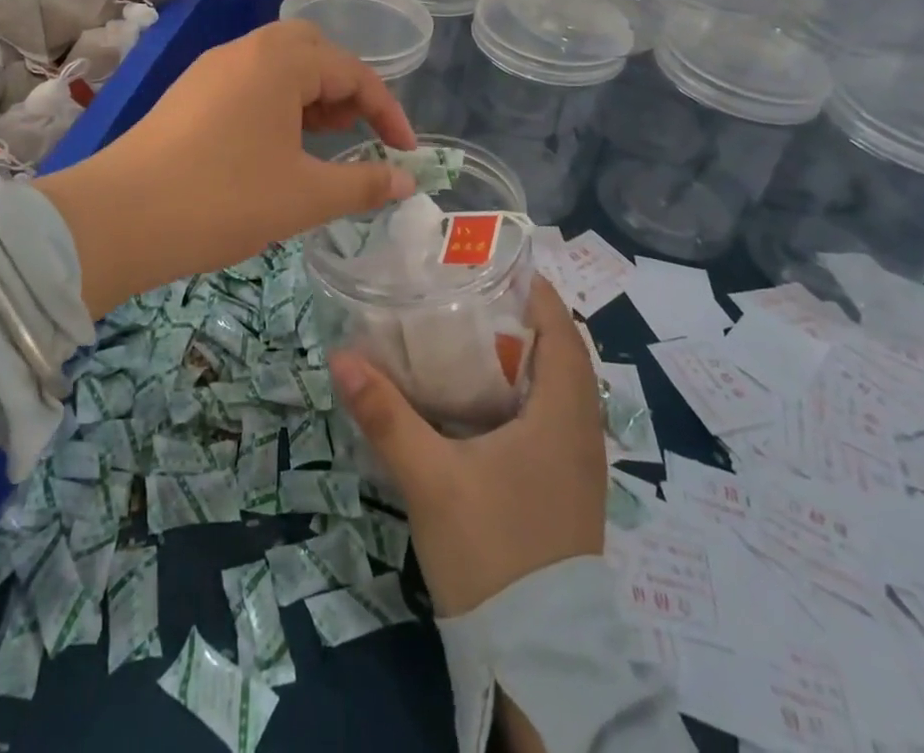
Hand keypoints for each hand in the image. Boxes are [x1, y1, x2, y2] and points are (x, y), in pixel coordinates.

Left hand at [37, 19, 417, 316]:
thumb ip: (362, 184)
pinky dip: (274, 103)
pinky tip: (273, 148)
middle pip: (311, 51)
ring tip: (318, 141)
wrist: (118, 218)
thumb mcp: (304, 196)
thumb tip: (406, 181)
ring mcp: (209, 69)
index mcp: (279, 61)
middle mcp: (244, 51)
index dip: (387, 111)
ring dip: (307, 94)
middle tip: (352, 131)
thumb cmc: (224, 199)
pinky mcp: (187, 93)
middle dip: (343, 88)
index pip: (352, 72)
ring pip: (276, 65)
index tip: (405, 152)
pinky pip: (246, 83)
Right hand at [330, 277, 604, 616]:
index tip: (487, 265)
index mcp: (563, 413)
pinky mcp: (565, 489)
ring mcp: (577, 464)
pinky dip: (520, 393)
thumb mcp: (431, 478)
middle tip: (463, 296)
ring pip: (554, 387)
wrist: (537, 658)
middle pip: (558, 352)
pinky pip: (549, 418)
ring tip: (464, 336)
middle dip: (516, 318)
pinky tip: (476, 402)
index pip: (561, 327)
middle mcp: (581, 430)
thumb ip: (386, 415)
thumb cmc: (493, 551)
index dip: (531, 290)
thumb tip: (342, 357)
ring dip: (519, 357)